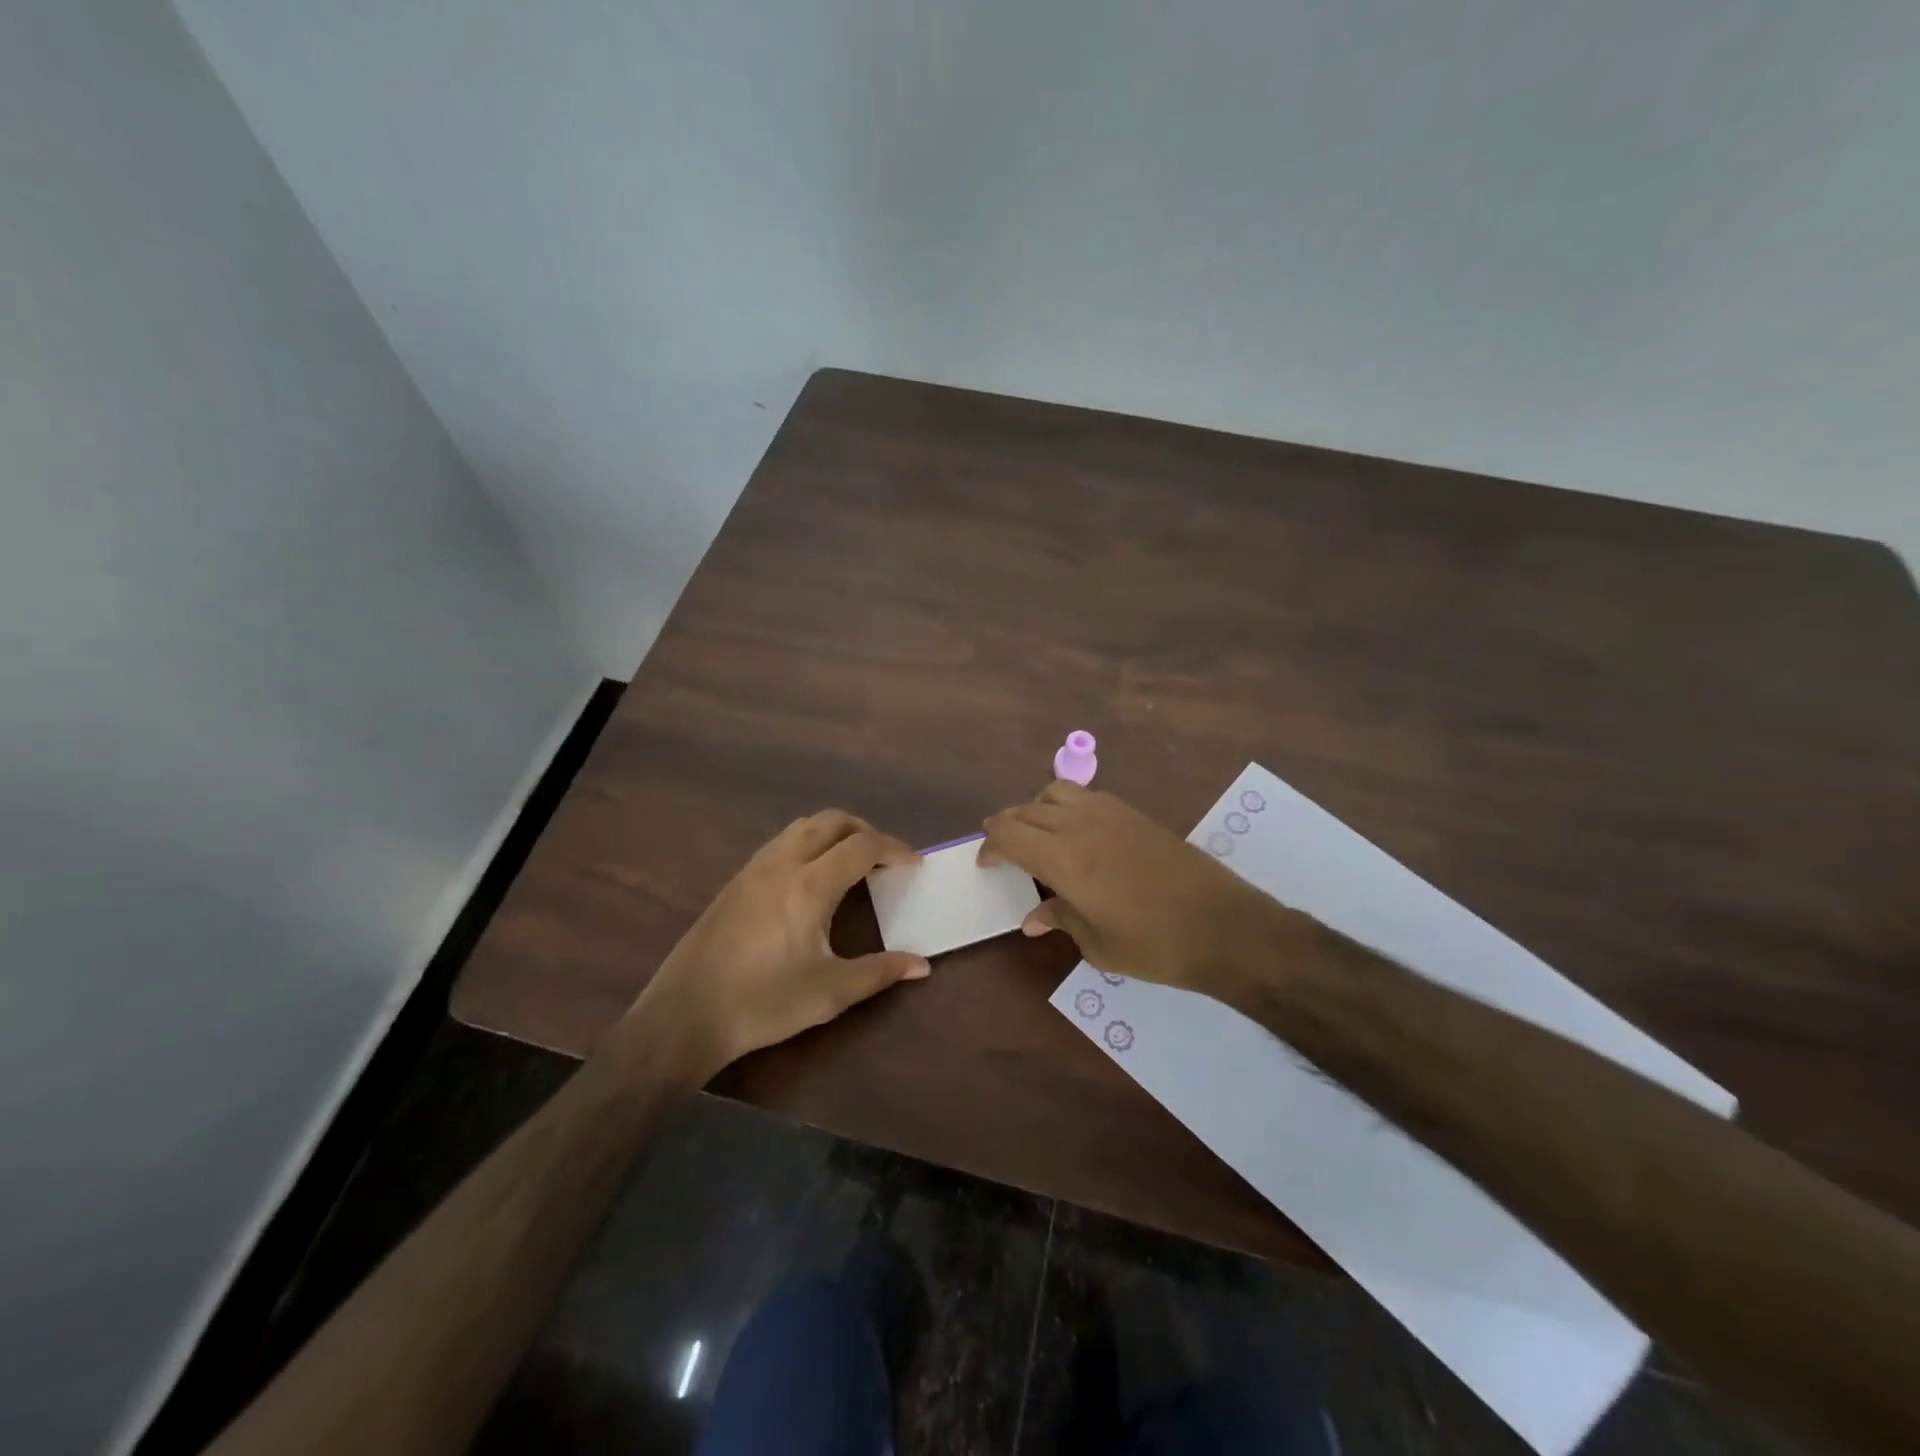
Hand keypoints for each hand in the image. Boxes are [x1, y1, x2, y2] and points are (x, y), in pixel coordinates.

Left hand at [630, 811, 928, 1078]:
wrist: (685, 1015)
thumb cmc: (764, 1003)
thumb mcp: (830, 992)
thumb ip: (880, 972)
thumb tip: (922, 965)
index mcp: (810, 885)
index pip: (862, 846)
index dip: (894, 849)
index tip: (914, 864)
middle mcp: (783, 864)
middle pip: (832, 821)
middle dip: (866, 831)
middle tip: (885, 858)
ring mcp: (754, 868)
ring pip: (803, 827)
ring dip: (835, 833)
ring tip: (852, 863)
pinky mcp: (736, 880)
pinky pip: (781, 842)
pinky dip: (809, 843)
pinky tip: (811, 878)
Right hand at [981, 782, 1298, 999]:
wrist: (1225, 927)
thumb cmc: (1155, 946)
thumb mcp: (1098, 945)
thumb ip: (1061, 919)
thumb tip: (1033, 918)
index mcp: (1064, 859)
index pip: (1009, 835)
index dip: (990, 846)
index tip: (985, 864)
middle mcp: (1081, 825)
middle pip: (1027, 810)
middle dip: (1006, 826)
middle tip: (1001, 849)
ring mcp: (1111, 813)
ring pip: (1056, 792)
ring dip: (1035, 809)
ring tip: (1037, 836)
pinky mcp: (1135, 813)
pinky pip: (1086, 796)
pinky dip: (1066, 806)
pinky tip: (1076, 834)